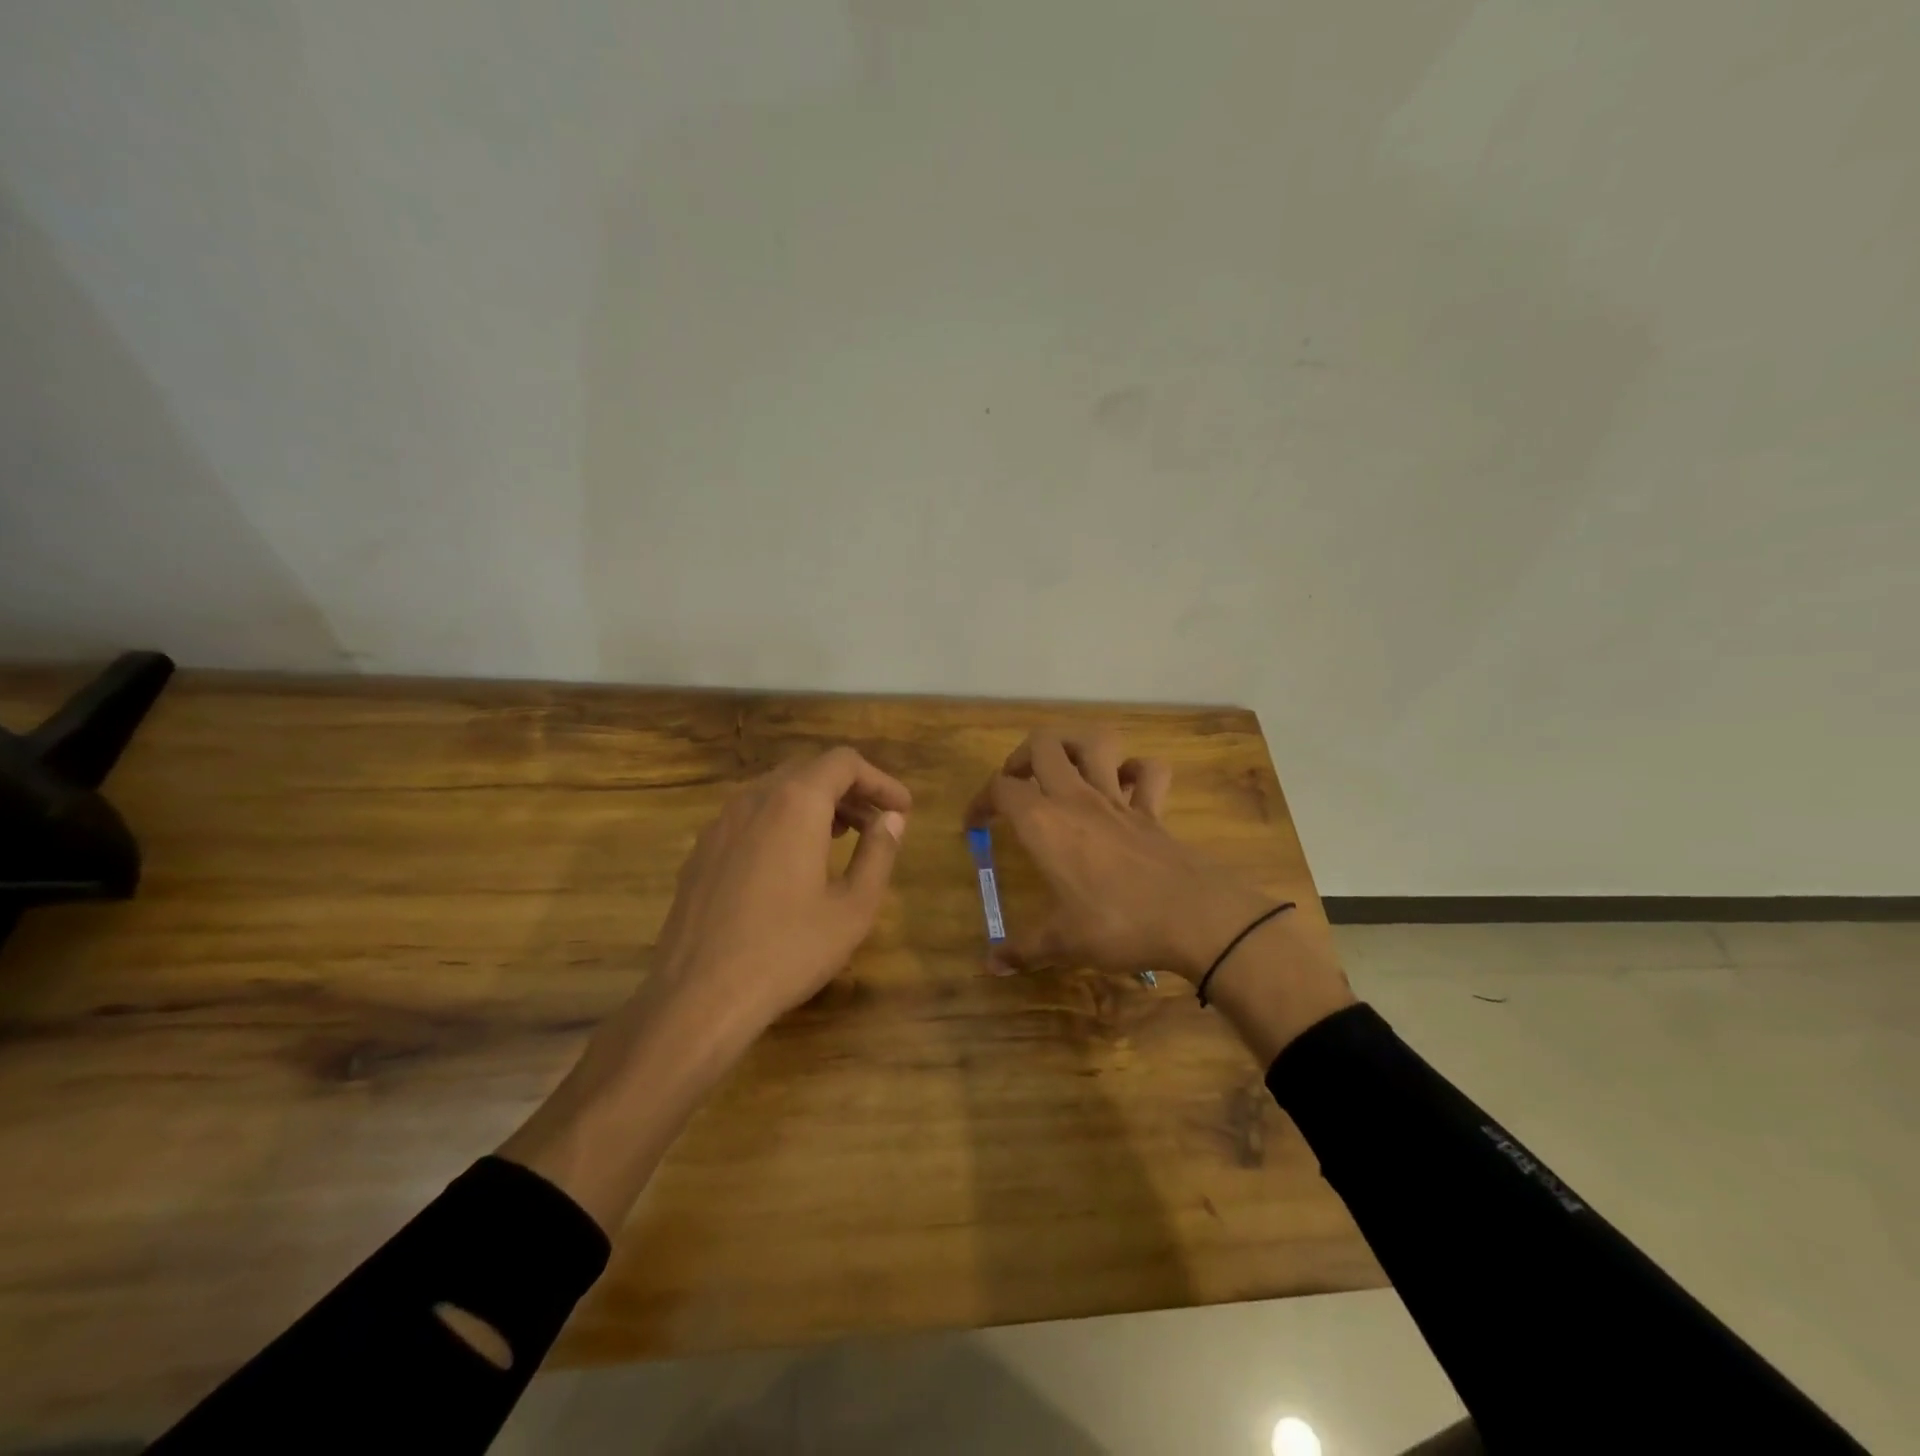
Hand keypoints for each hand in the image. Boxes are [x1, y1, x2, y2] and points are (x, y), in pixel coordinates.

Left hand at [498, 746, 909, 1233]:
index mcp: (795, 802)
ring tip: (841, 839)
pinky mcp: (701, 851)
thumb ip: (878, 853)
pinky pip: (751, 817)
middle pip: (809, 770)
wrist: (700, 996)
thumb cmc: (788, 950)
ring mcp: (720, 823)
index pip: (844, 762)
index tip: (902, 809)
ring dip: (815, 804)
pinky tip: (793, 862)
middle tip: (877, 823)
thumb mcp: (853, 907)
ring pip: (777, 791)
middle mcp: (754, 799)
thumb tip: (892, 820)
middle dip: (849, 790)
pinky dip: (783, 821)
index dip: (879, 780)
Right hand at [965, 727, 1278, 982]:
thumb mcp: (1061, 944)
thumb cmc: (1116, 924)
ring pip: (1095, 742)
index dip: (980, 801)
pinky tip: (1126, 786)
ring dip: (1075, 746)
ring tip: (1064, 769)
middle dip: (1021, 757)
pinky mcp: (1153, 810)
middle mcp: (1076, 798)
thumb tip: (991, 965)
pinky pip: (1149, 772)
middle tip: (1017, 786)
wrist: (1193, 917)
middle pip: (1043, 744)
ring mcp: (1118, 799)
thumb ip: (1022, 950)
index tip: (975, 826)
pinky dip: (1136, 771)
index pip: (1000, 789)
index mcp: (1043, 823)